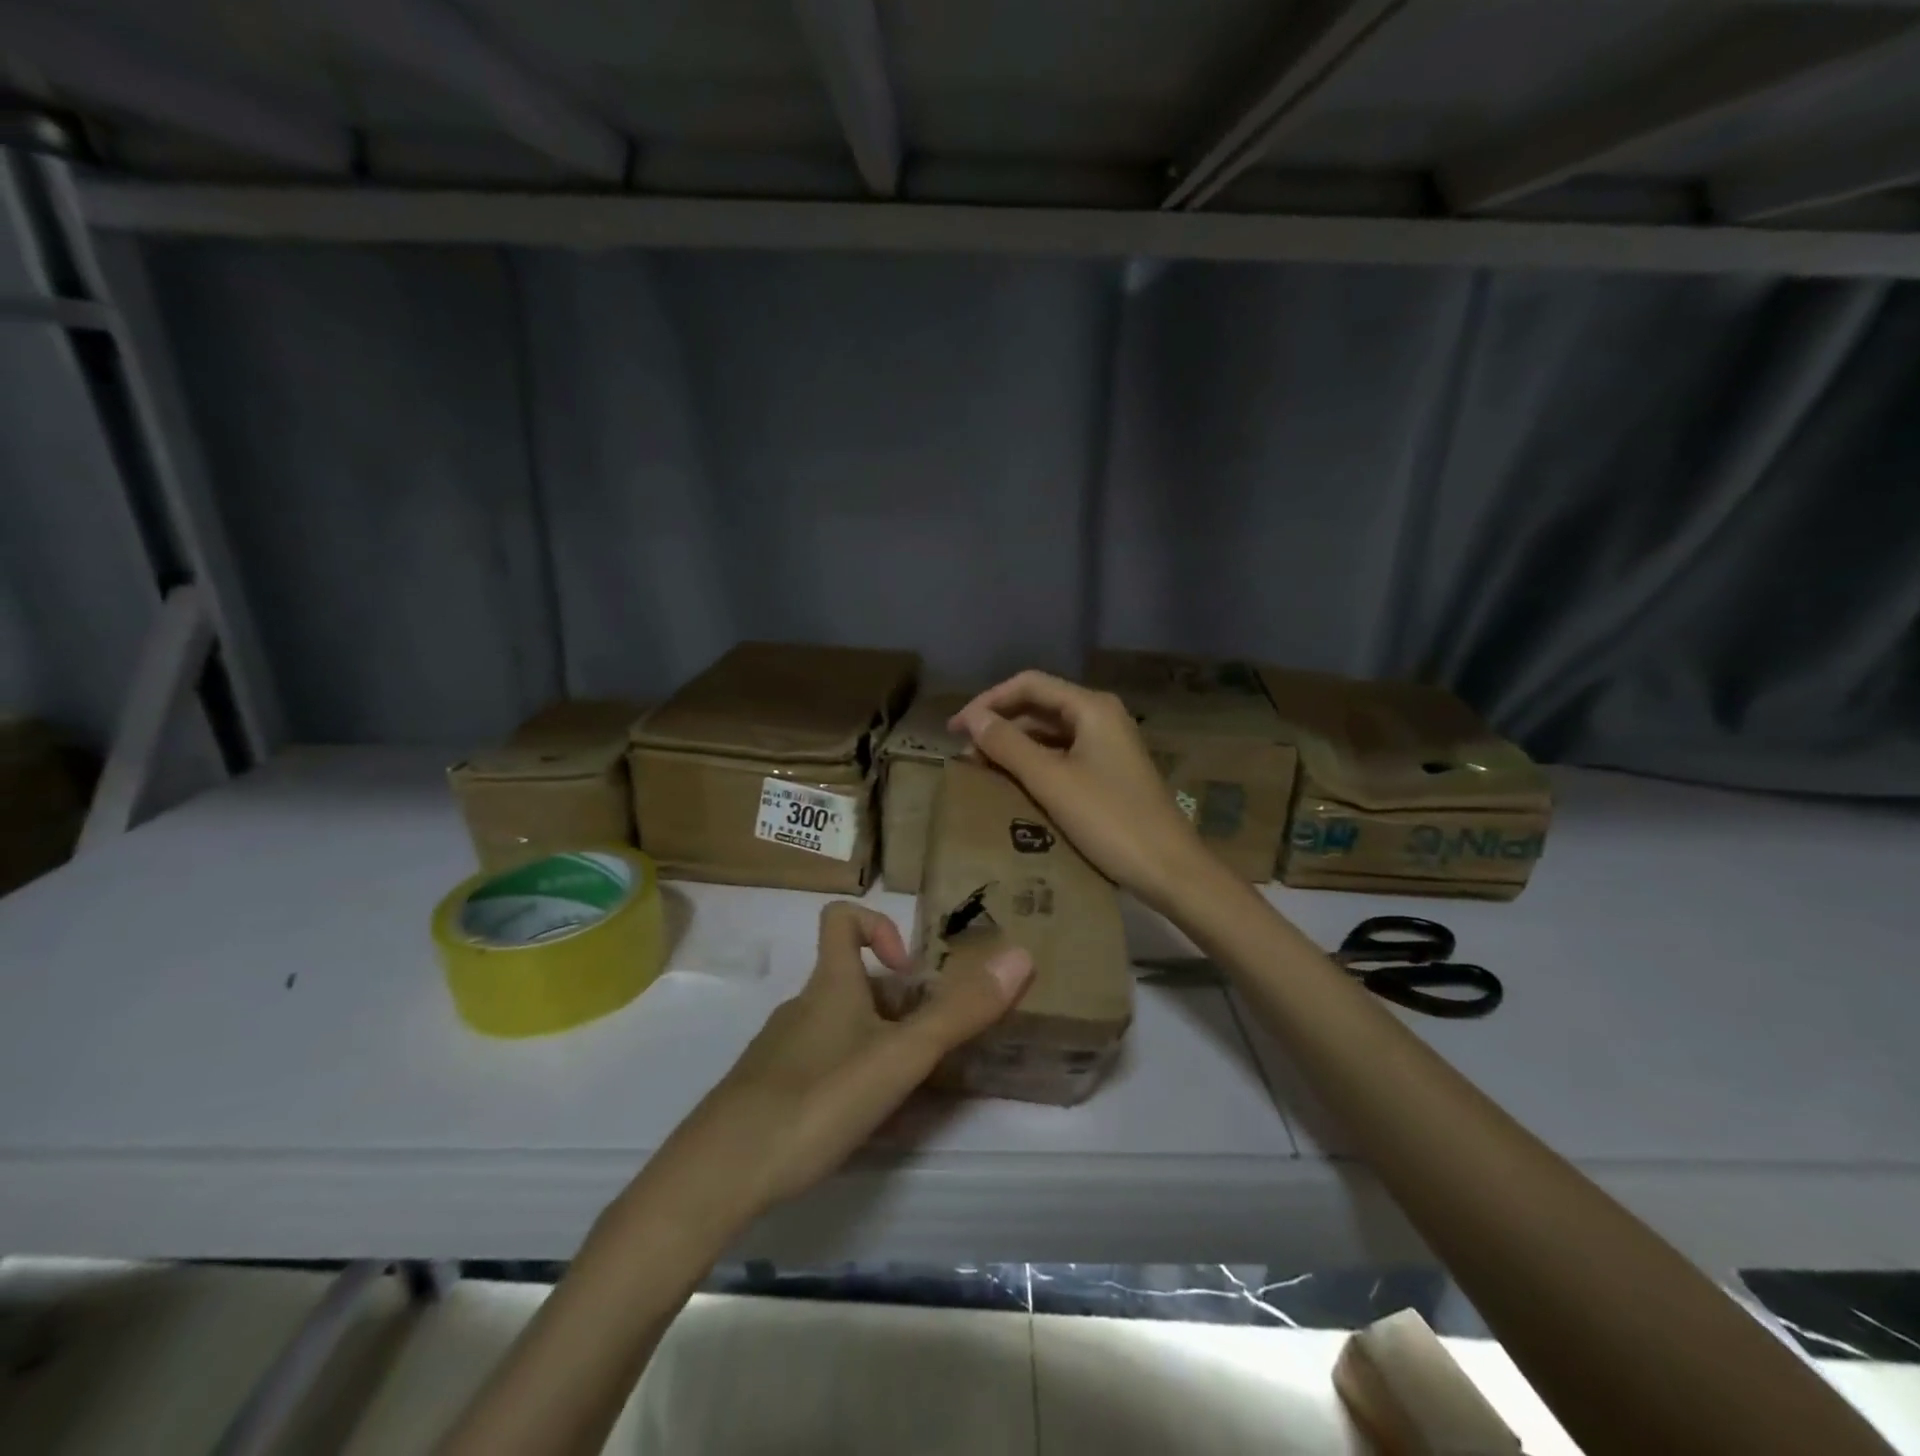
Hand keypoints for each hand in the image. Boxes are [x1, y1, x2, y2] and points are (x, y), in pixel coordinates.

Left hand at [653, 902, 1032, 1223]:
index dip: (878, 926)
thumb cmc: (814, 1099)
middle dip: (896, 1005)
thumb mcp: (898, 1057)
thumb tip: (1020, 955)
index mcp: (830, 985)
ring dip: (875, 1044)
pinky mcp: (766, 1091)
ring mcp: (780, 1050)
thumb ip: (959, 1013)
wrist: (717, 1175)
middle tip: (927, 1047)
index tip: (910, 969)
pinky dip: (847, 1077)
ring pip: (837, 1027)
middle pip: (852, 981)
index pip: (840, 918)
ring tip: (903, 1089)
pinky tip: (859, 1122)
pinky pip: (817, 1065)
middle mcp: (802, 1006)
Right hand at [951, 670, 1218, 910]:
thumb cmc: (1109, 820)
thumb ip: (1008, 745)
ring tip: (980, 768)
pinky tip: (1013, 783)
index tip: (955, 729)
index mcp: (1092, 707)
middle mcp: (1102, 716)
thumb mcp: (1051, 781)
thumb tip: (972, 719)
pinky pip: (1063, 755)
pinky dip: (1034, 763)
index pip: (1029, 685)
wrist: (1169, 869)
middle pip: (1039, 705)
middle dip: (999, 723)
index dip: (988, 702)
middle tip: (963, 751)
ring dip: (1014, 745)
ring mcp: (1108, 745)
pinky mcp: (1109, 772)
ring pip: (1050, 732)